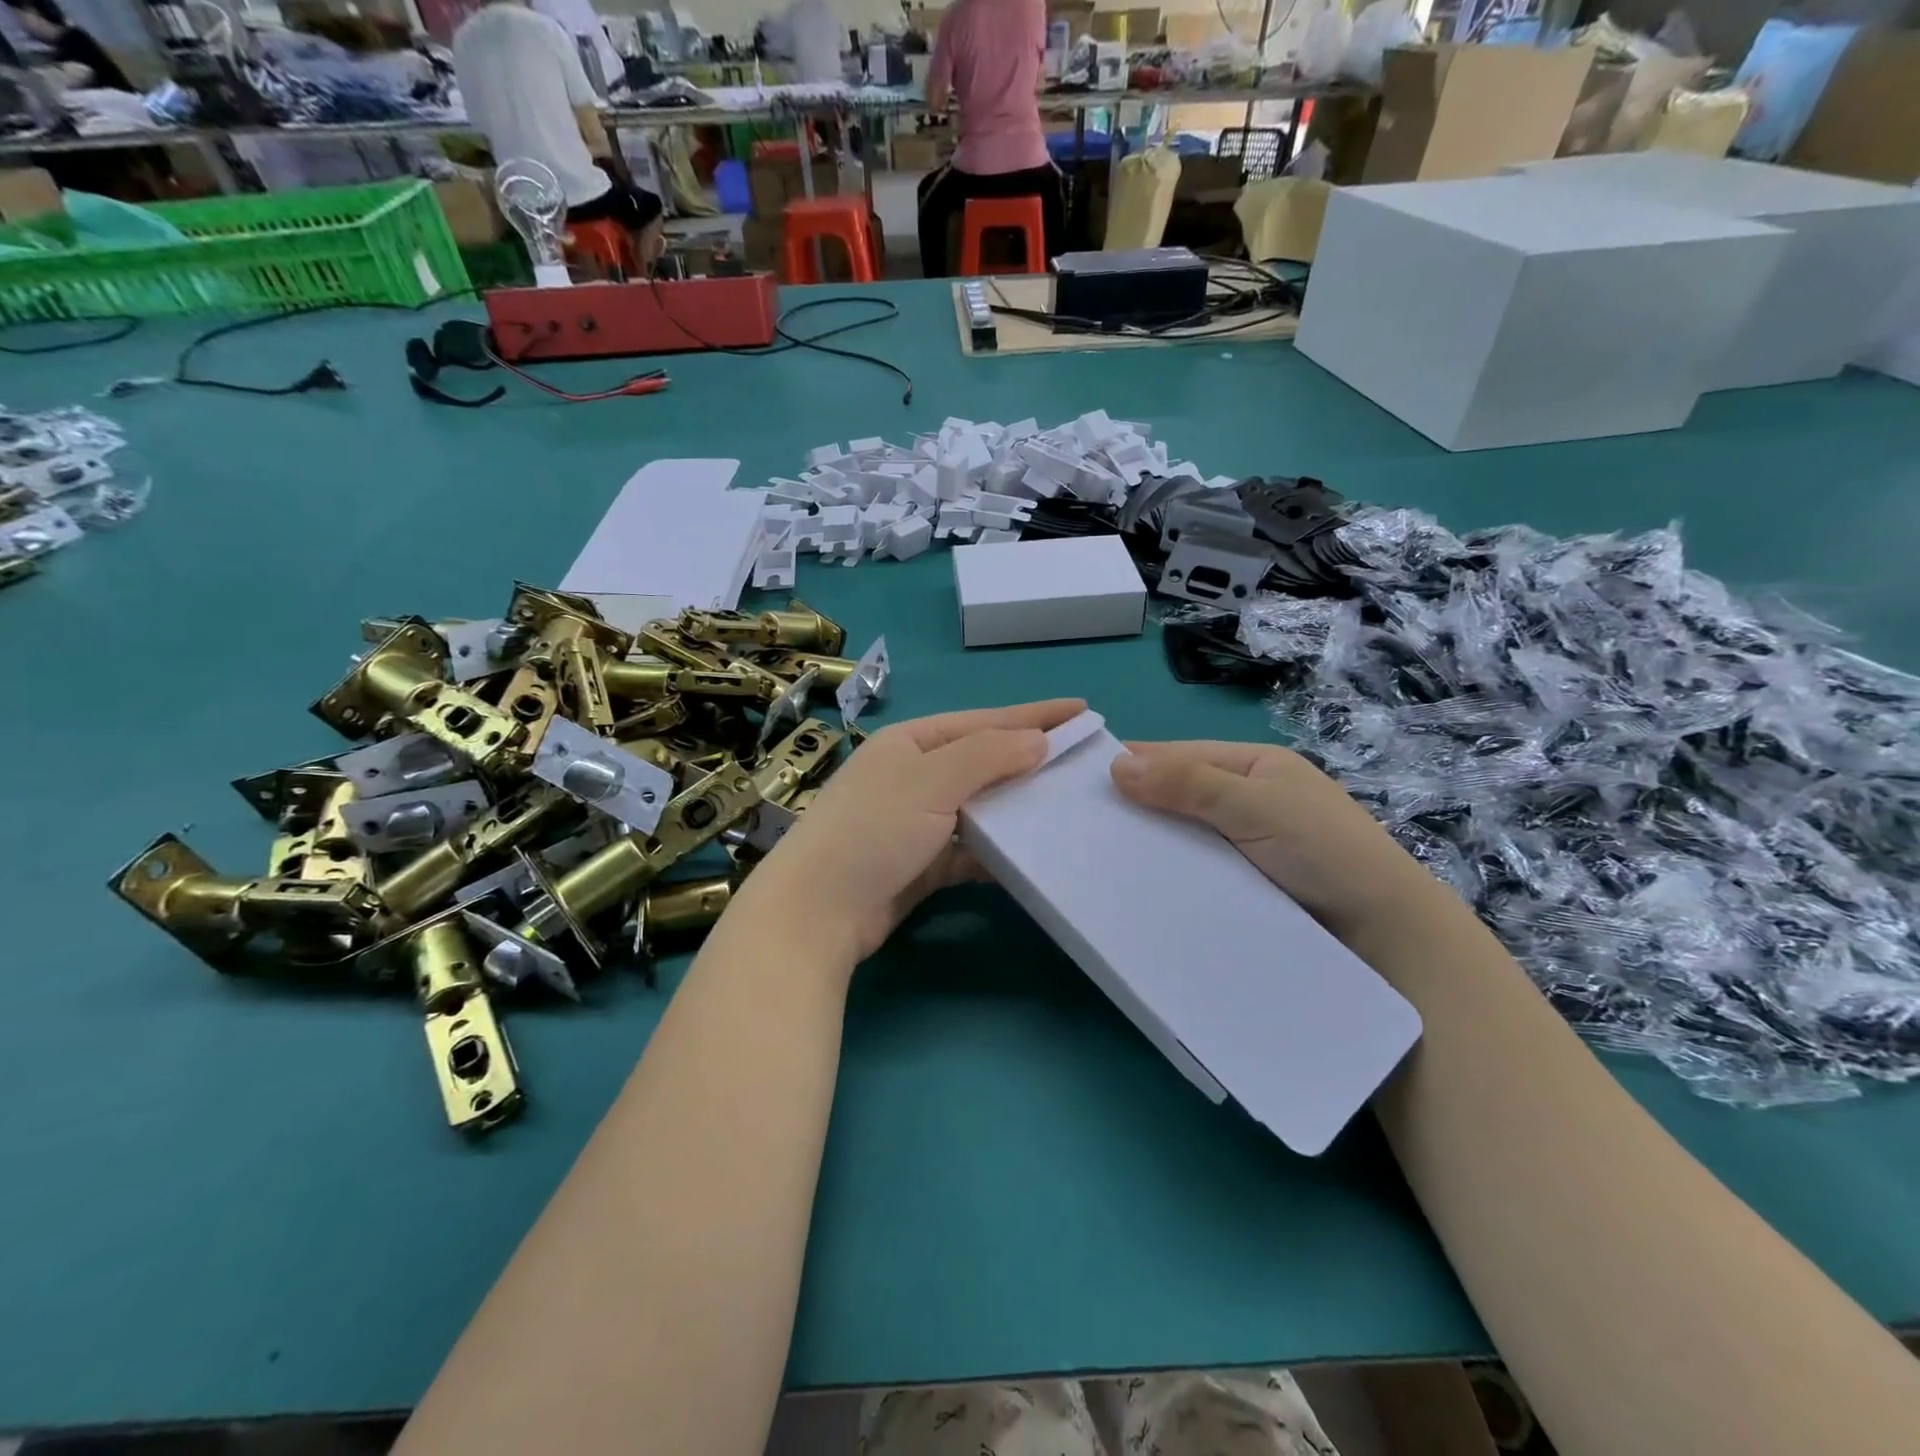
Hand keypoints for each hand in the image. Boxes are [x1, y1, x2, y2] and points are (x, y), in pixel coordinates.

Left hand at [742, 699, 1086, 966]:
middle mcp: (914, 775)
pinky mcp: (921, 863)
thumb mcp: (931, 781)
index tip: (1083, 710)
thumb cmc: (872, 831)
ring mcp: (916, 821)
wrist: (816, 913)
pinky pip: (970, 849)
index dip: (1034, 714)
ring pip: (979, 807)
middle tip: (1083, 762)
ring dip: (1017, 807)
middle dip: (1031, 760)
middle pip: (984, 761)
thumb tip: (1038, 740)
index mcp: (911, 743)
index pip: (984, 720)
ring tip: (1068, 807)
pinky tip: (1030, 855)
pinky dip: (997, 851)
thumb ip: (987, 756)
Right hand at [1110, 741, 1450, 947]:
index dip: (1133, 763)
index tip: (1079, 779)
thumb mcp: (1256, 805)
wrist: (1383, 936)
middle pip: (1176, 795)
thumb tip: (1116, 763)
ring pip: (1180, 834)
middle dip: (1135, 806)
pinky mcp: (1239, 884)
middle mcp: (1244, 800)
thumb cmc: (1325, 851)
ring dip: (1148, 843)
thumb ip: (1189, 783)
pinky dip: (1166, 872)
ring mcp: (1240, 845)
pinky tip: (1133, 884)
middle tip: (1077, 824)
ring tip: (1093, 857)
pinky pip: (1192, 869)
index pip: (1179, 755)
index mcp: (1252, 766)